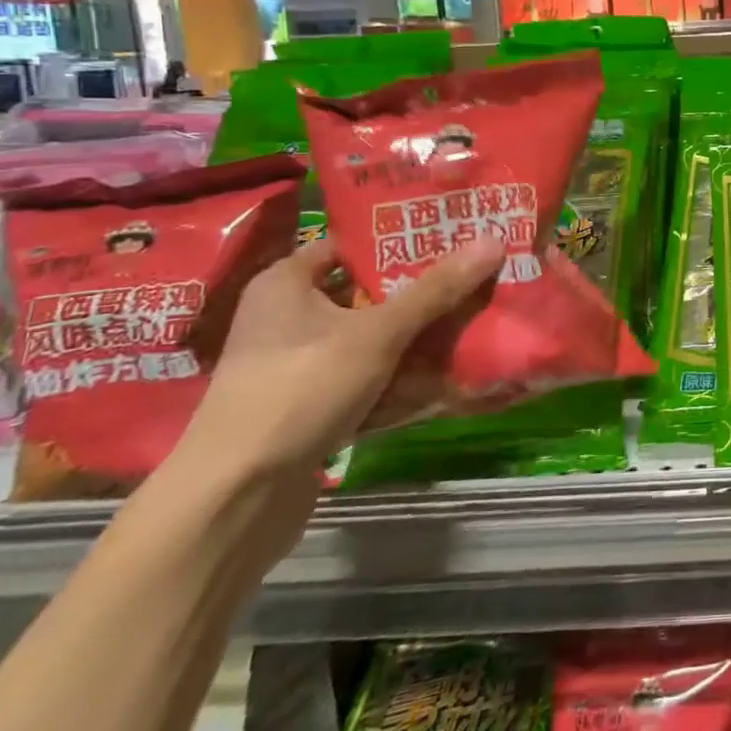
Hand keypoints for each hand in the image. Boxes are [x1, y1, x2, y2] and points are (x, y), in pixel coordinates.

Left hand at [171, 235, 506, 487]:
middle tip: (479, 272)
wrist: (236, 499)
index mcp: (286, 284)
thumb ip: (436, 290)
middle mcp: (288, 317)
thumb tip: (494, 241)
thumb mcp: (376, 334)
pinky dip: (403, 373)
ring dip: (419, 333)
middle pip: (369, 290)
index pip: (353, 243)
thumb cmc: (299, 391)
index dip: (403, 237)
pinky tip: (448, 369)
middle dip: (423, 288)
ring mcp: (300, 364)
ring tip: (476, 315)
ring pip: (373, 335)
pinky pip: (370, 375)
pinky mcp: (312, 404)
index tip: (456, 232)